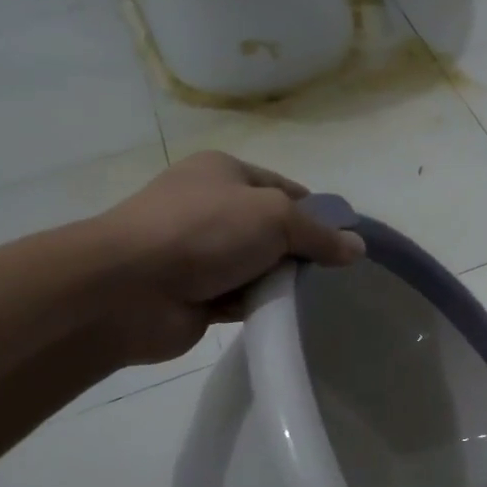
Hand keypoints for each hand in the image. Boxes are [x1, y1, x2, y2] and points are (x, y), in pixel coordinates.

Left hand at [91, 151, 364, 362]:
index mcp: (224, 172)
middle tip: (332, 274)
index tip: (344, 240)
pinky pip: (242, 297)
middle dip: (300, 251)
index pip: (285, 188)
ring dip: (279, 281)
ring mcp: (200, 252)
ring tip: (311, 297)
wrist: (129, 289)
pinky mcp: (196, 293)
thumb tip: (358, 248)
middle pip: (273, 229)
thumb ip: (320, 234)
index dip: (317, 212)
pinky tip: (281, 313)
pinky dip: (259, 305)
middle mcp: (210, 207)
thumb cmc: (205, 232)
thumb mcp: (275, 217)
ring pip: (258, 266)